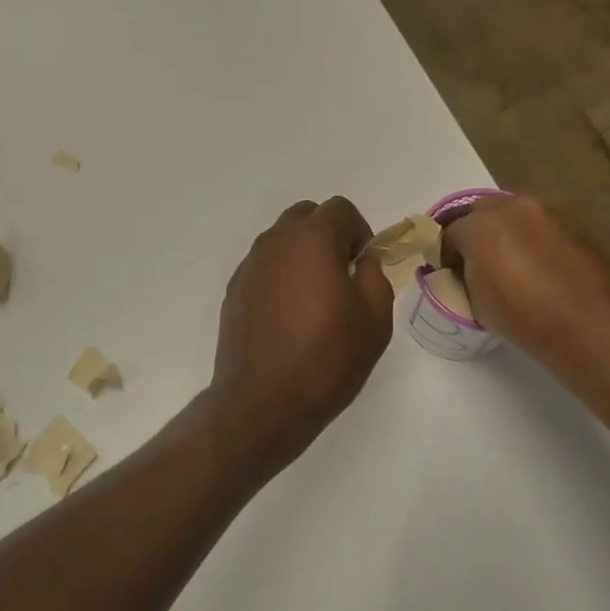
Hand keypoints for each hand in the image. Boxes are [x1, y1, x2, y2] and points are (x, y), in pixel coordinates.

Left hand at [203, 197, 395, 478]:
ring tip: (314, 300)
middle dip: (328, 236)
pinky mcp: (234, 290)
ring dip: (302, 256)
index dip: (359, 232)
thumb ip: (375, 276)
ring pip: (281, 242)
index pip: (339, 209)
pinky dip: (280, 277)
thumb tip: (364, 261)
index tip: (363, 266)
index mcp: (311, 239)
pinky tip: (288, 317)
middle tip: (342, 277)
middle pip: (306, 217)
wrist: (263, 402)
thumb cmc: (327, 358)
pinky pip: (264, 268)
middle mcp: (275, 242)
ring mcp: (249, 266)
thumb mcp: (374, 319)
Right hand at [442, 195, 609, 346]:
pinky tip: (539, 270)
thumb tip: (468, 271)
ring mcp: (548, 214)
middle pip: (481, 213)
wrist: (593, 326)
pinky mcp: (576, 226)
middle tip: (475, 264)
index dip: (445, 254)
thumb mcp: (477, 302)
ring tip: (510, 267)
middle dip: (474, 233)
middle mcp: (513, 208)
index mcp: (480, 225)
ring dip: (506, 234)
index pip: (448, 233)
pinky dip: (534, 242)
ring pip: (515, 217)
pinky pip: (542, 229)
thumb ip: (465, 276)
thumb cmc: (524, 318)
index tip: (448, 274)